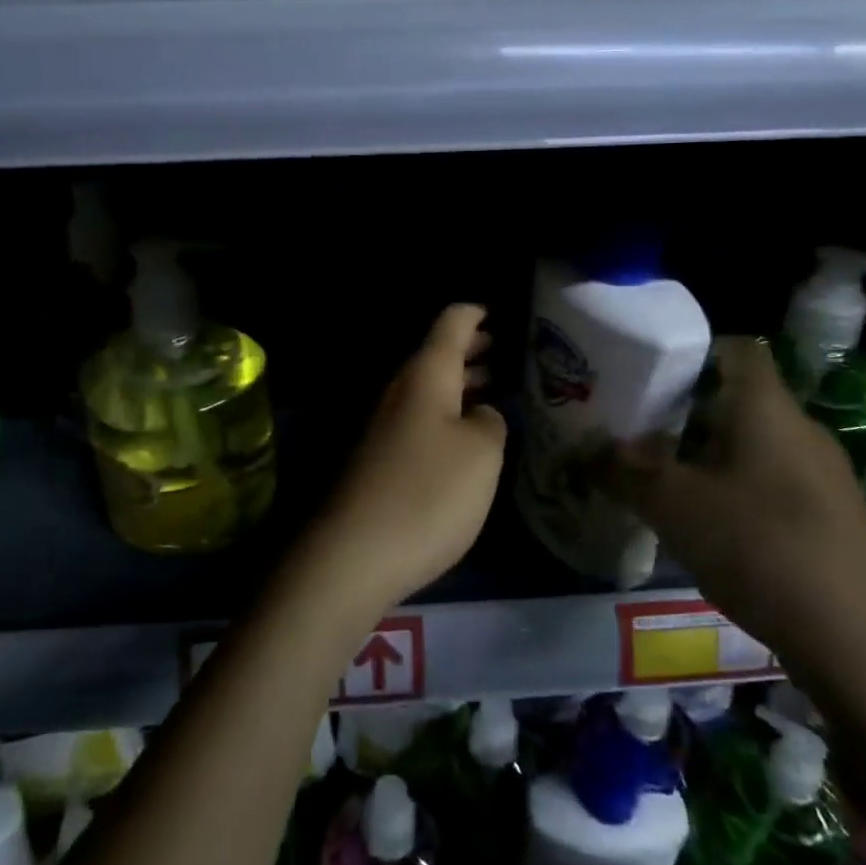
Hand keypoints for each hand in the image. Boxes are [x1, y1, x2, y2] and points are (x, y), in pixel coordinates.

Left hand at [288, 304, 506, 621]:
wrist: (355, 553)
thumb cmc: (429, 492)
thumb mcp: (482, 453)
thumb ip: (491, 421)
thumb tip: (481, 415)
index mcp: (427, 375)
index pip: (452, 323)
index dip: (477, 313)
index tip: (501, 311)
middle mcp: (402, 391)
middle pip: (438, 355)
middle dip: (473, 350)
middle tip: (510, 351)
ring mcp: (387, 426)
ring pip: (431, 390)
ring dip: (463, 384)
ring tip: (499, 389)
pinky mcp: (382, 459)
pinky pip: (423, 420)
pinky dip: (450, 416)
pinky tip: (470, 437)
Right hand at [605, 337, 865, 669]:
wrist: (860, 640)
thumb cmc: (760, 546)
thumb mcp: (673, 505)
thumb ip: (624, 472)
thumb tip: (588, 452)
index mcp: (767, 408)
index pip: (736, 349)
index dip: (693, 351)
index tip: (648, 374)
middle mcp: (799, 431)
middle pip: (736, 401)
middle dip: (683, 413)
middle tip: (634, 430)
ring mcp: (821, 477)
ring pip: (751, 446)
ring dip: (704, 456)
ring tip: (658, 479)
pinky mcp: (829, 520)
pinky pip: (769, 485)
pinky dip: (732, 491)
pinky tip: (703, 526)